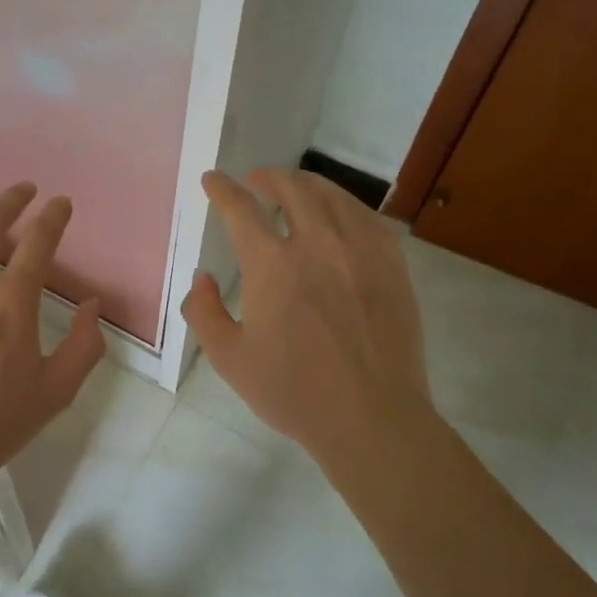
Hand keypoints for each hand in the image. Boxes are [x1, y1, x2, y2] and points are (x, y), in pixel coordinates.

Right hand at [181, 168, 433, 464]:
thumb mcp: (229, 358)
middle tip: (256, 181)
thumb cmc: (294, 392)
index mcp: (271, 265)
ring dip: (307, 184)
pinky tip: (340, 215)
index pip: (241, 208)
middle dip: (268, 177)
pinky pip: (368, 218)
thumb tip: (203, 278)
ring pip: (333, 196)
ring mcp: (361, 251)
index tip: (212, 180)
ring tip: (295, 189)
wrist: (372, 419)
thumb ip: (204, 311)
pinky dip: (346, 206)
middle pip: (292, 188)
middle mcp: (317, 244)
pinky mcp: (393, 266)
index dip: (222, 189)